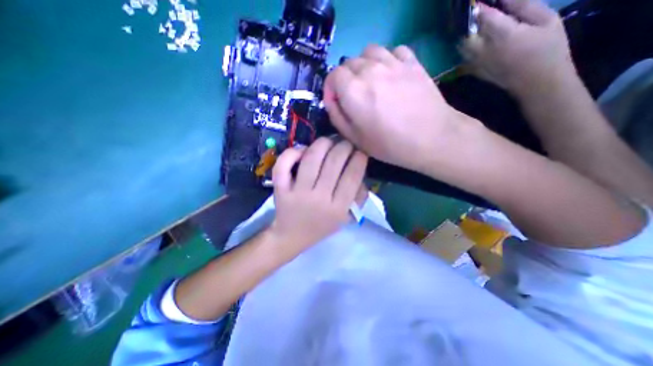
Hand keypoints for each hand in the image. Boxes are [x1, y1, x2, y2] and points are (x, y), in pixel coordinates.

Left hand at [266, 137, 365, 254]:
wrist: (291, 237)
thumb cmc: (321, 226)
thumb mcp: (345, 217)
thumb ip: (357, 197)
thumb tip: (360, 170)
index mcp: (338, 208)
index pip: (352, 176)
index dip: (359, 158)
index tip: (360, 151)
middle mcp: (319, 199)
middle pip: (334, 162)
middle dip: (344, 146)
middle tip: (345, 143)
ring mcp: (298, 193)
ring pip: (311, 159)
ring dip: (322, 144)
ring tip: (328, 142)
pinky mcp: (281, 189)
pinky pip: (284, 165)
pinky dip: (292, 153)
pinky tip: (302, 151)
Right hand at [322, 43, 478, 174]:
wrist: (431, 139)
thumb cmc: (389, 144)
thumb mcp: (355, 138)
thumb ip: (337, 117)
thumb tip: (331, 100)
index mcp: (353, 91)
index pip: (333, 75)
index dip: (331, 89)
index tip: (337, 103)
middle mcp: (370, 70)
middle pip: (348, 63)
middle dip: (345, 80)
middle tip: (354, 97)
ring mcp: (393, 63)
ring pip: (368, 52)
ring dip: (364, 66)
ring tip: (370, 83)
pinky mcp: (412, 62)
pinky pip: (393, 50)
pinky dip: (386, 60)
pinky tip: (390, 75)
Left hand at [461, 0, 572, 98]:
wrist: (536, 82)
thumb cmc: (548, 49)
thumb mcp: (546, 20)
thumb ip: (524, 7)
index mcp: (501, 35)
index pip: (482, 17)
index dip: (478, 6)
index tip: (476, 0)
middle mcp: (483, 50)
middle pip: (466, 34)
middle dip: (469, 22)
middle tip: (474, 13)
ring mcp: (476, 63)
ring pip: (461, 47)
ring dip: (465, 36)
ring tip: (472, 27)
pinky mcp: (475, 71)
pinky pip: (463, 59)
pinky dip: (464, 50)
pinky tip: (472, 43)